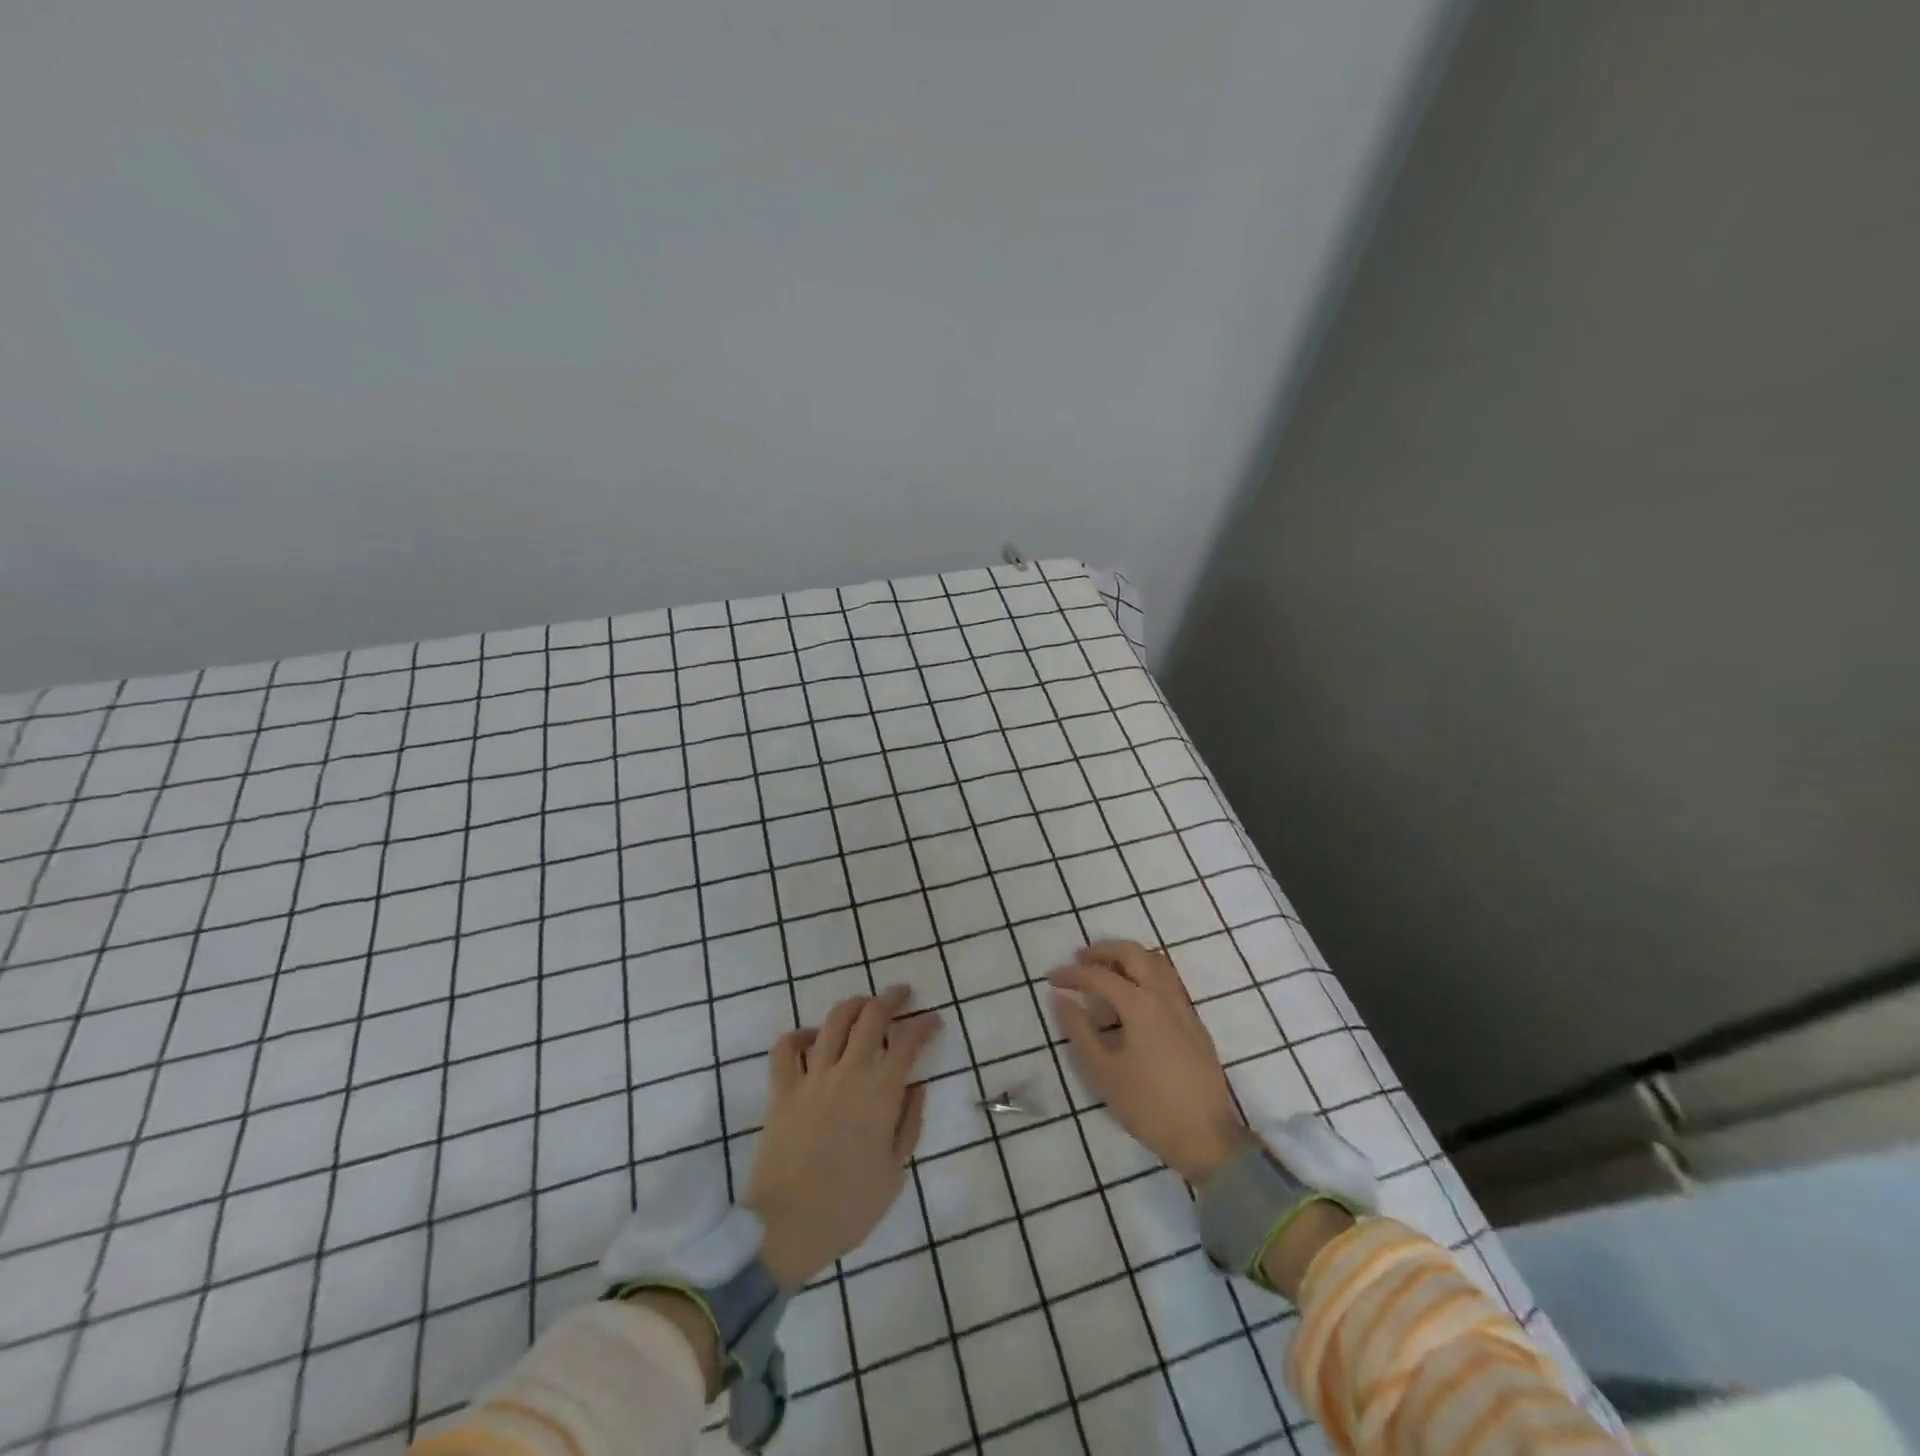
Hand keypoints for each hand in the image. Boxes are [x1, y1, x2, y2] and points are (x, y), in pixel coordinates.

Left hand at [744, 985, 941, 1287]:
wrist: (786, 1227)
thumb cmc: (849, 1207)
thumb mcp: (895, 1172)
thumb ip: (909, 1123)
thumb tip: (917, 1085)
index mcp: (881, 1092)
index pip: (909, 1042)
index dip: (924, 1025)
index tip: (934, 1020)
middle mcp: (848, 1072)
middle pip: (871, 1016)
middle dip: (891, 998)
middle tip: (902, 995)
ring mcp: (812, 1077)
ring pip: (834, 1021)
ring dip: (853, 1005)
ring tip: (864, 1005)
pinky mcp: (782, 1089)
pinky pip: (786, 1048)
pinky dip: (800, 1035)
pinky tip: (812, 1038)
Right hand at [1049, 941, 1250, 1183]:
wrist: (1206, 1138)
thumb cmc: (1148, 1106)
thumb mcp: (1103, 1072)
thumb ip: (1079, 1031)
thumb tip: (1061, 999)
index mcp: (1140, 1005)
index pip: (1099, 976)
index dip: (1072, 974)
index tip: (1051, 978)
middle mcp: (1164, 996)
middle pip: (1134, 954)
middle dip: (1104, 951)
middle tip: (1080, 960)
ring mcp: (1184, 1007)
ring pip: (1156, 963)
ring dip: (1128, 958)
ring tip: (1105, 971)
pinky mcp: (1194, 1022)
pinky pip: (1167, 981)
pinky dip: (1145, 973)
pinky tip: (1132, 997)